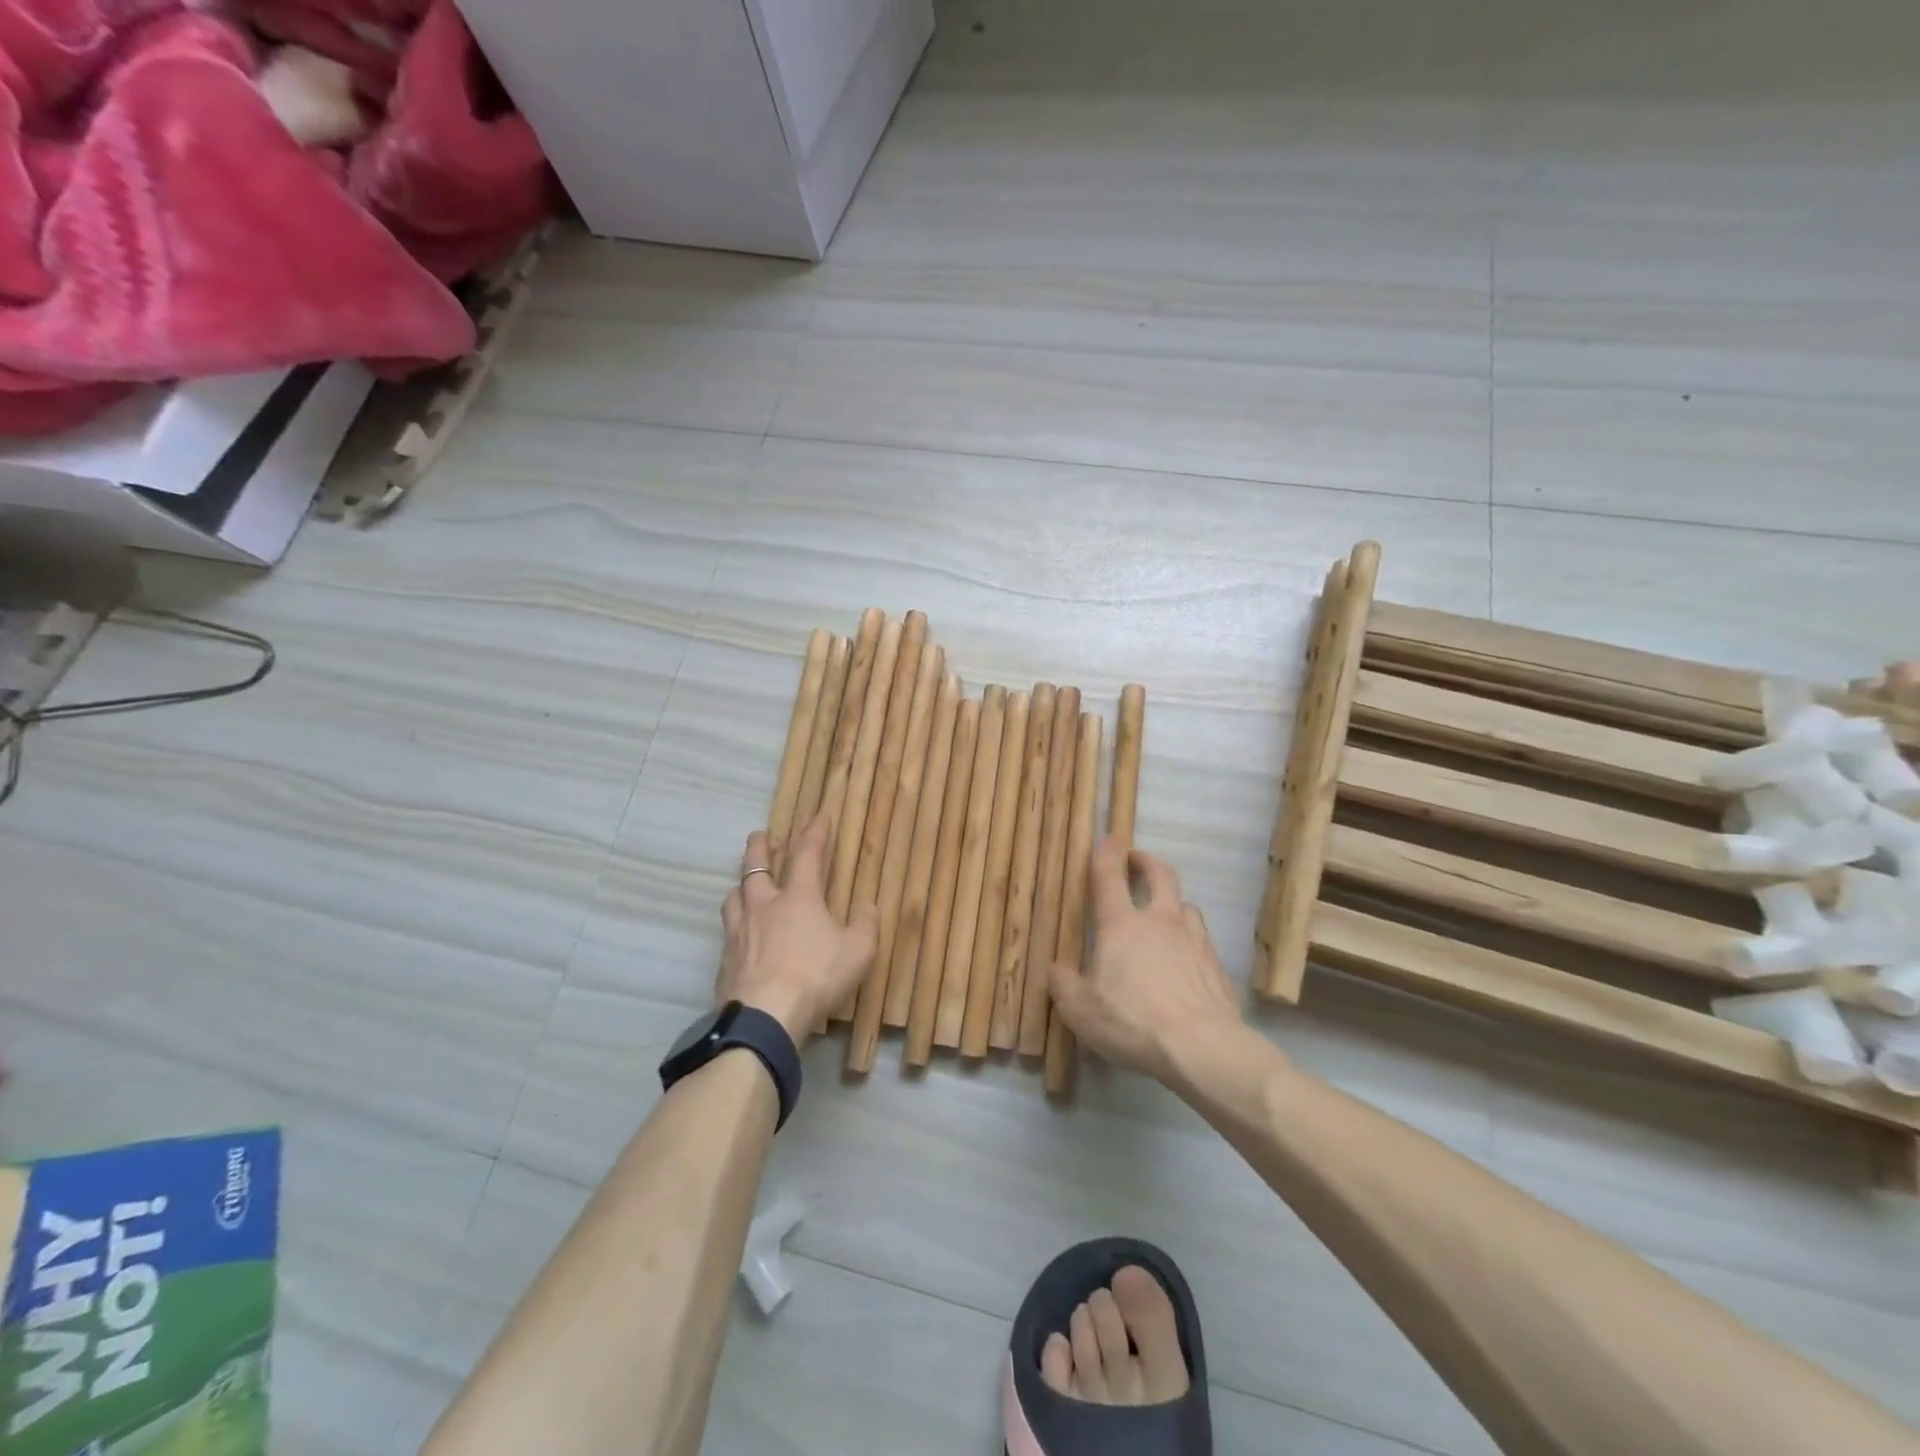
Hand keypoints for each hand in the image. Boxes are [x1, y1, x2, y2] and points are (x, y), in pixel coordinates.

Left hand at [717, 813, 877, 1044]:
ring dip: (741, 885)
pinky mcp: (725, 960)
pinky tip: (739, 935)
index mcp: (799, 897)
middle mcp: (764, 906)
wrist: (765, 1016)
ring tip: (744, 885)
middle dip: (759, 847)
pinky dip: (735, 924)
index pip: (807, 854)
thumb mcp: (858, 951)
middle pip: (755, 867)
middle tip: (760, 835)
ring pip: (734, 896)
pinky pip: (728, 931)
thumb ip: (865, 925)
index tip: (818, 815)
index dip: (814, 832)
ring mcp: (739, 932)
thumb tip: (868, 906)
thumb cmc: (816, 976)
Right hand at [1047, 839, 1245, 1084]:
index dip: (1107, 854)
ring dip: (1173, 902)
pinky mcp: (1216, 965)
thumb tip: (1055, 970)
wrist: (1202, 1047)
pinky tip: (1186, 960)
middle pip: (1160, 874)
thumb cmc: (1132, 1021)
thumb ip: (1063, 985)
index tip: (1109, 838)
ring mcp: (1194, 940)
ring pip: (1186, 905)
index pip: (1110, 877)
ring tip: (1164, 915)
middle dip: (1147, 861)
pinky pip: (1202, 939)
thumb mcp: (1080, 1009)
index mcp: (1121, 925)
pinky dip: (1191, 939)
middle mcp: (1160, 921)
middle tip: (1136, 860)